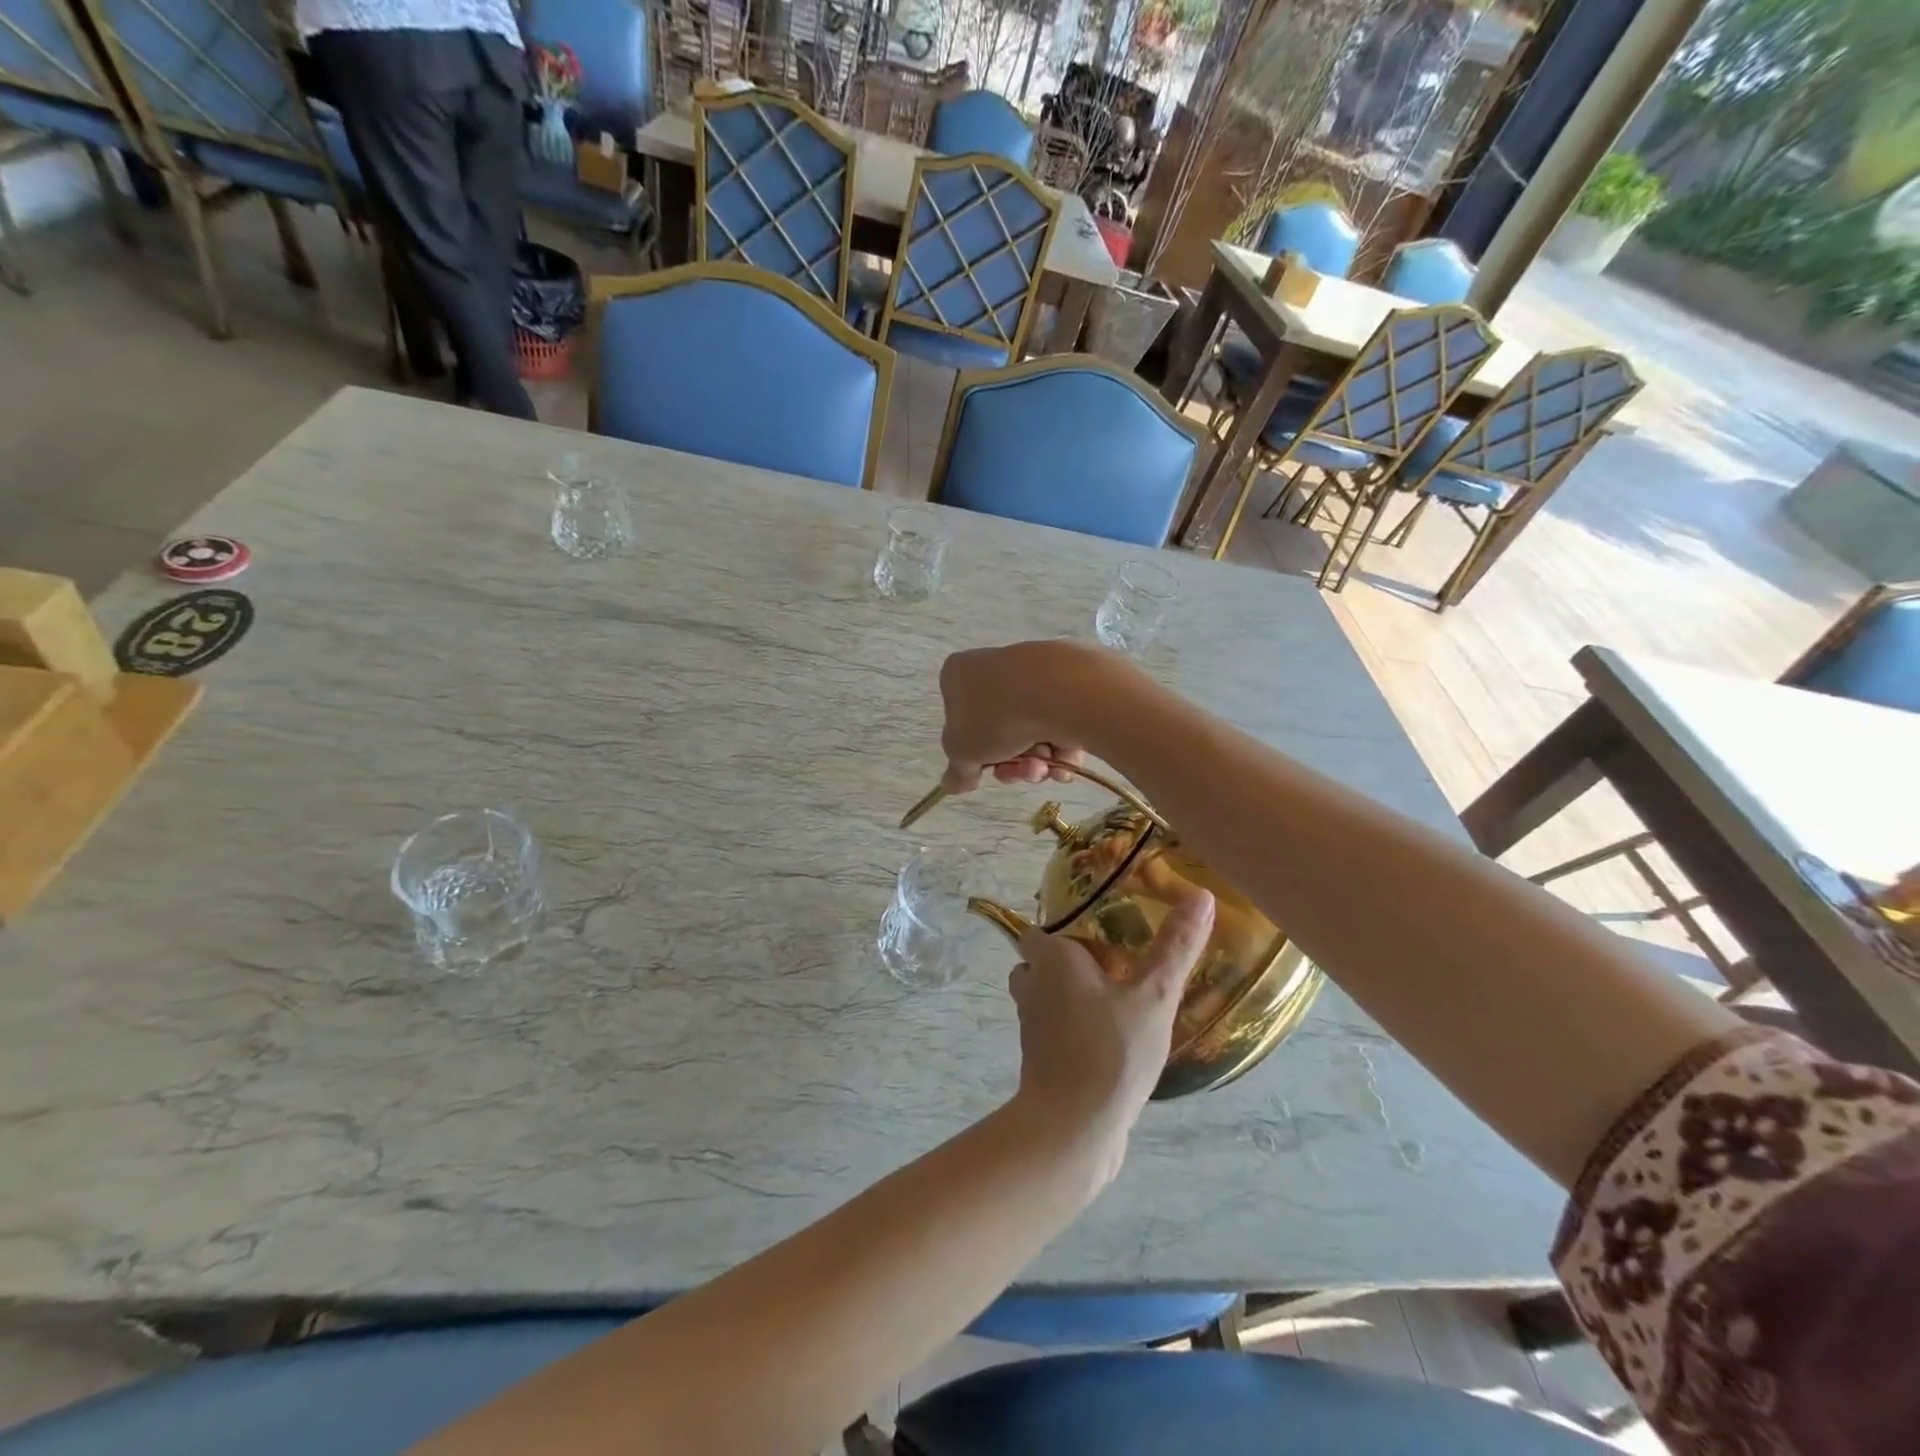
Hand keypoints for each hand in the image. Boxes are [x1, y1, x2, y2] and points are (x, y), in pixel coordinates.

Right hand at [938, 642, 1116, 793]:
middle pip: (998, 730)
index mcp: (959, 674)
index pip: (958, 719)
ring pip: (1029, 729)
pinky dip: (1061, 746)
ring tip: (1046, 766)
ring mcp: (1032, 672)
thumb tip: (952, 784)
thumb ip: (957, 771)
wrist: (1058, 691)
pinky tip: (1065, 759)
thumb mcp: (963, 753)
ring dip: (1036, 759)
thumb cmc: (995, 717)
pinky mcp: (1067, 680)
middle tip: (1022, 772)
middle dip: (1011, 761)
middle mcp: (993, 667)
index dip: (973, 752)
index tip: (985, 770)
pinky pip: (1057, 721)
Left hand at [1007, 890, 1216, 1175]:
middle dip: (1069, 962)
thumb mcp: (1154, 996)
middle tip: (1115, 964)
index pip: (1040, 930)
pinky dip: (1072, 1028)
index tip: (1100, 931)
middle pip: (1041, 962)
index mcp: (1051, 959)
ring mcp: (1032, 1026)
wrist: (1072, 1128)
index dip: (1064, 928)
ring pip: (1045, 997)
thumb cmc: (1110, 1051)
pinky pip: (1053, 1031)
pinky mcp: (1039, 1060)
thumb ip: (1176, 947)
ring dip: (1070, 996)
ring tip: (1115, 1000)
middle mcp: (1032, 985)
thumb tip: (1203, 894)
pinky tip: (1110, 1040)